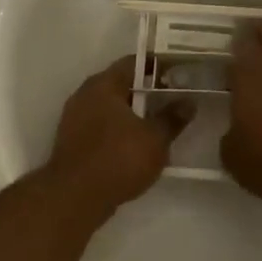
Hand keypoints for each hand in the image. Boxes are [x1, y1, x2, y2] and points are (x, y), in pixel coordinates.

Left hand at [48, 56, 188, 208]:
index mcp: (103, 85)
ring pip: (111, 108)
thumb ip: (172, 118)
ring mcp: (75, 119)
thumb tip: (188, 102)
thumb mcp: (155, 139)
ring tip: (160, 123)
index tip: (180, 72)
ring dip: (134, 113)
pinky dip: (120, 131)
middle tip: (174, 98)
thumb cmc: (118, 159)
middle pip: (121, 84)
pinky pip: (102, 127)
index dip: (159, 65)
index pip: (134, 62)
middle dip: (148, 91)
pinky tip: (138, 145)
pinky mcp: (73, 142)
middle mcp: (85, 95)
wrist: (75, 198)